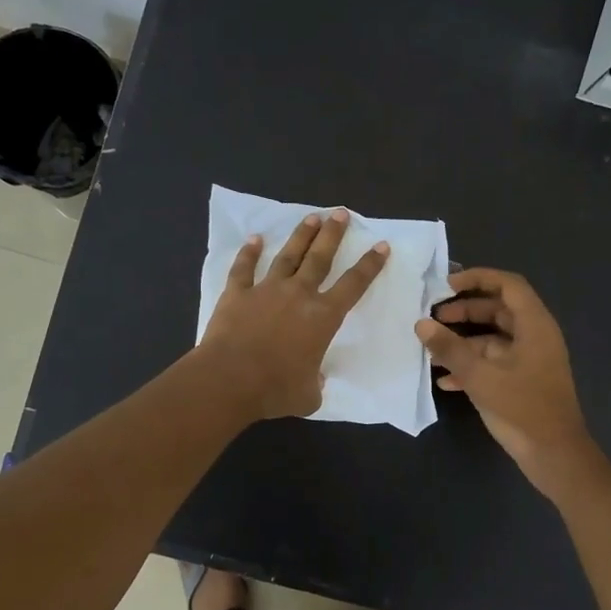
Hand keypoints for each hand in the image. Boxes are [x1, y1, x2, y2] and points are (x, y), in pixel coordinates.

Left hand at [198, 210, 388, 419]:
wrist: (230, 379)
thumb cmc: (275, 389)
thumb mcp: (309, 395)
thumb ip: (316, 384)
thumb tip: (315, 381)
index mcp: (322, 317)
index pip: (354, 285)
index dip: (370, 265)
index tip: (380, 245)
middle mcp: (298, 295)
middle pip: (320, 258)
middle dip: (333, 234)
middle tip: (341, 213)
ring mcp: (265, 290)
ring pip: (287, 256)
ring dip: (300, 236)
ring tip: (312, 218)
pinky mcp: (237, 294)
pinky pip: (244, 268)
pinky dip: (249, 252)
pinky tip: (254, 239)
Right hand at [416, 268, 600, 498]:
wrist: (555, 455)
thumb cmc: (522, 409)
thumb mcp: (481, 376)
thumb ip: (450, 348)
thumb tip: (421, 324)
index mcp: (535, 326)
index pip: (508, 285)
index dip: (478, 278)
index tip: (446, 285)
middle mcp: (535, 337)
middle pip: (498, 310)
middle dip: (465, 311)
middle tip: (433, 317)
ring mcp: (530, 360)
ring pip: (493, 339)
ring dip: (463, 342)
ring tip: (432, 350)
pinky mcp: (523, 382)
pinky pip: (494, 363)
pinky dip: (472, 365)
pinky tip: (445, 380)